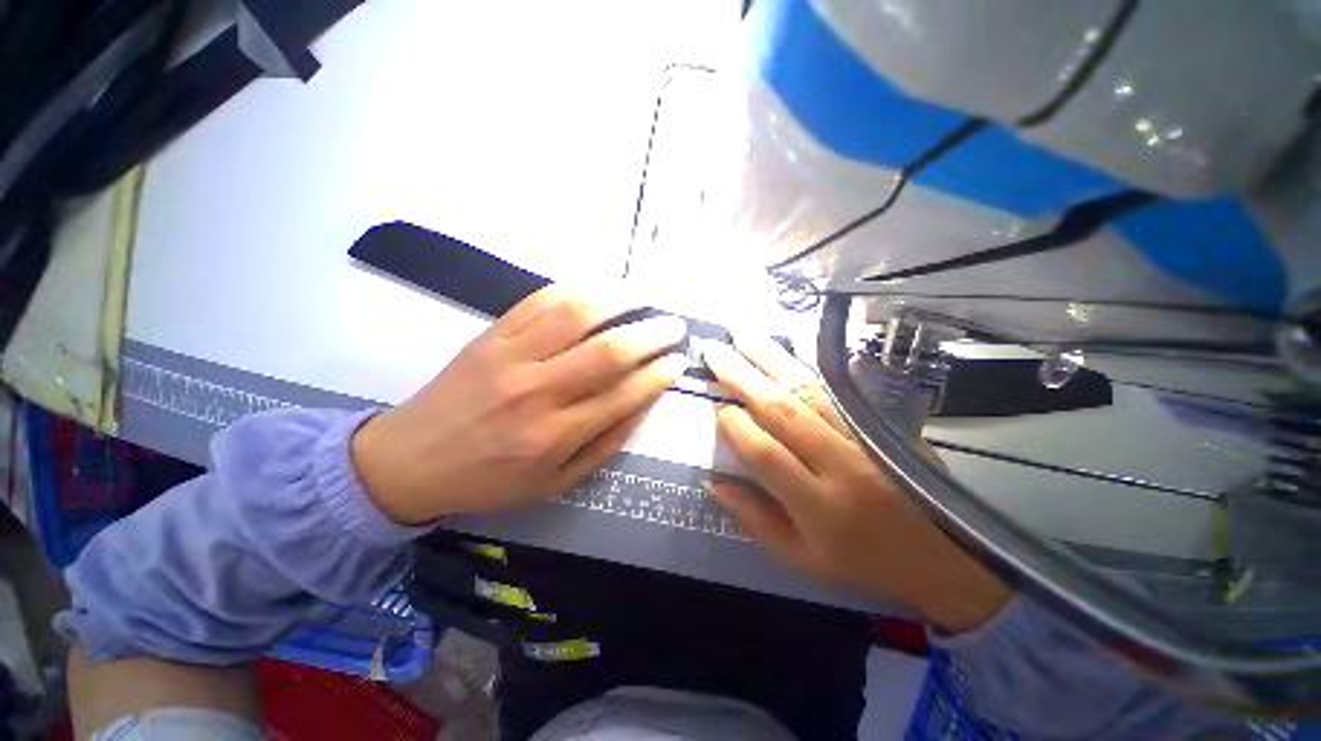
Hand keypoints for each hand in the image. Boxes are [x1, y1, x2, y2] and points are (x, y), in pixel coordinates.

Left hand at [352, 286, 688, 524]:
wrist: (411, 460)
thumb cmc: (490, 479)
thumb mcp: (555, 483)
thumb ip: (604, 445)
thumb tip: (641, 406)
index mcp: (555, 435)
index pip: (623, 394)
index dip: (658, 375)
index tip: (677, 361)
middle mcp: (537, 390)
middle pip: (608, 350)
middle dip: (651, 334)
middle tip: (674, 325)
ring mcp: (510, 356)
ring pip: (575, 314)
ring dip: (618, 299)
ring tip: (644, 296)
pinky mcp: (491, 335)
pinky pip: (538, 300)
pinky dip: (575, 289)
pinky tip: (597, 289)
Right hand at [702, 336, 1009, 632]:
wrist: (946, 558)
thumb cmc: (863, 561)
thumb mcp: (801, 557)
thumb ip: (753, 519)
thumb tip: (713, 481)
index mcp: (816, 505)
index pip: (763, 453)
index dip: (733, 425)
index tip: (716, 407)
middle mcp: (840, 464)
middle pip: (782, 410)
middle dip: (743, 377)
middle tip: (715, 351)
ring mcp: (866, 437)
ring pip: (810, 390)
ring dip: (773, 359)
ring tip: (743, 335)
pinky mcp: (885, 423)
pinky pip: (842, 386)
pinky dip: (815, 362)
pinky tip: (795, 341)